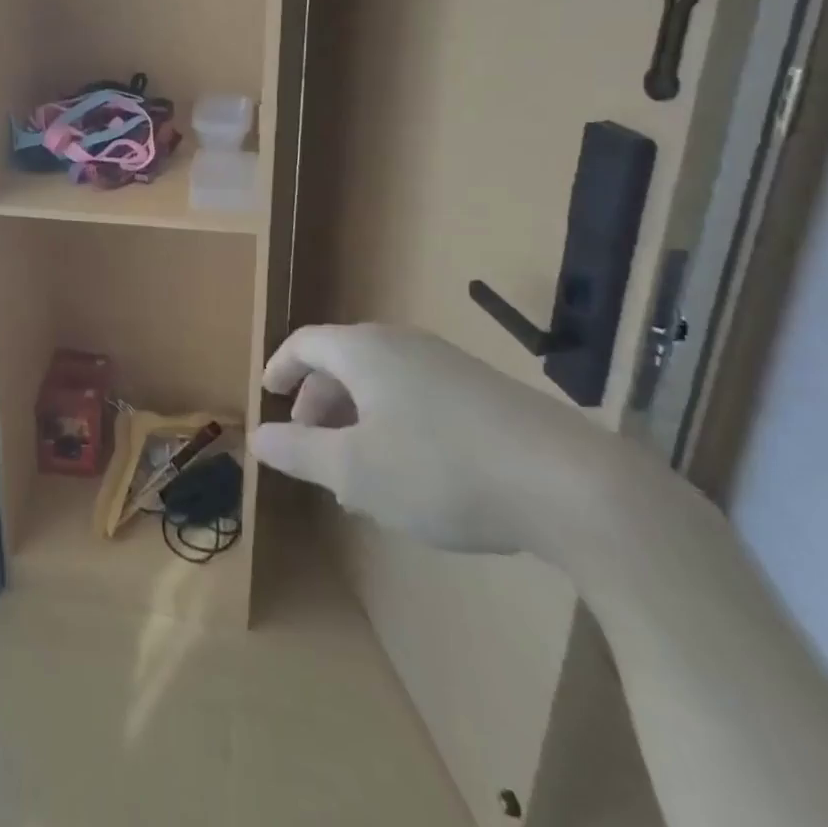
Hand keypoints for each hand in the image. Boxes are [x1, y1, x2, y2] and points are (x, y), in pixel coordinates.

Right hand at [250, 323, 620, 555]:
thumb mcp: (355, 471)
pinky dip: (395, 424)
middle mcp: (402, 344)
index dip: (280, 367)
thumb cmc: (440, 469)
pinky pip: (418, 396)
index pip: (305, 344)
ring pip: (382, 382)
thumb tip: (257, 437)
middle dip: (318, 402)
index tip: (267, 394)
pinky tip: (412, 474)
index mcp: (364, 351)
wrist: (570, 484)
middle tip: (310, 445)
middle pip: (343, 362)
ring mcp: (449, 364)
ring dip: (357, 418)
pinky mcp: (485, 392)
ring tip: (358, 471)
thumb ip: (299, 451)